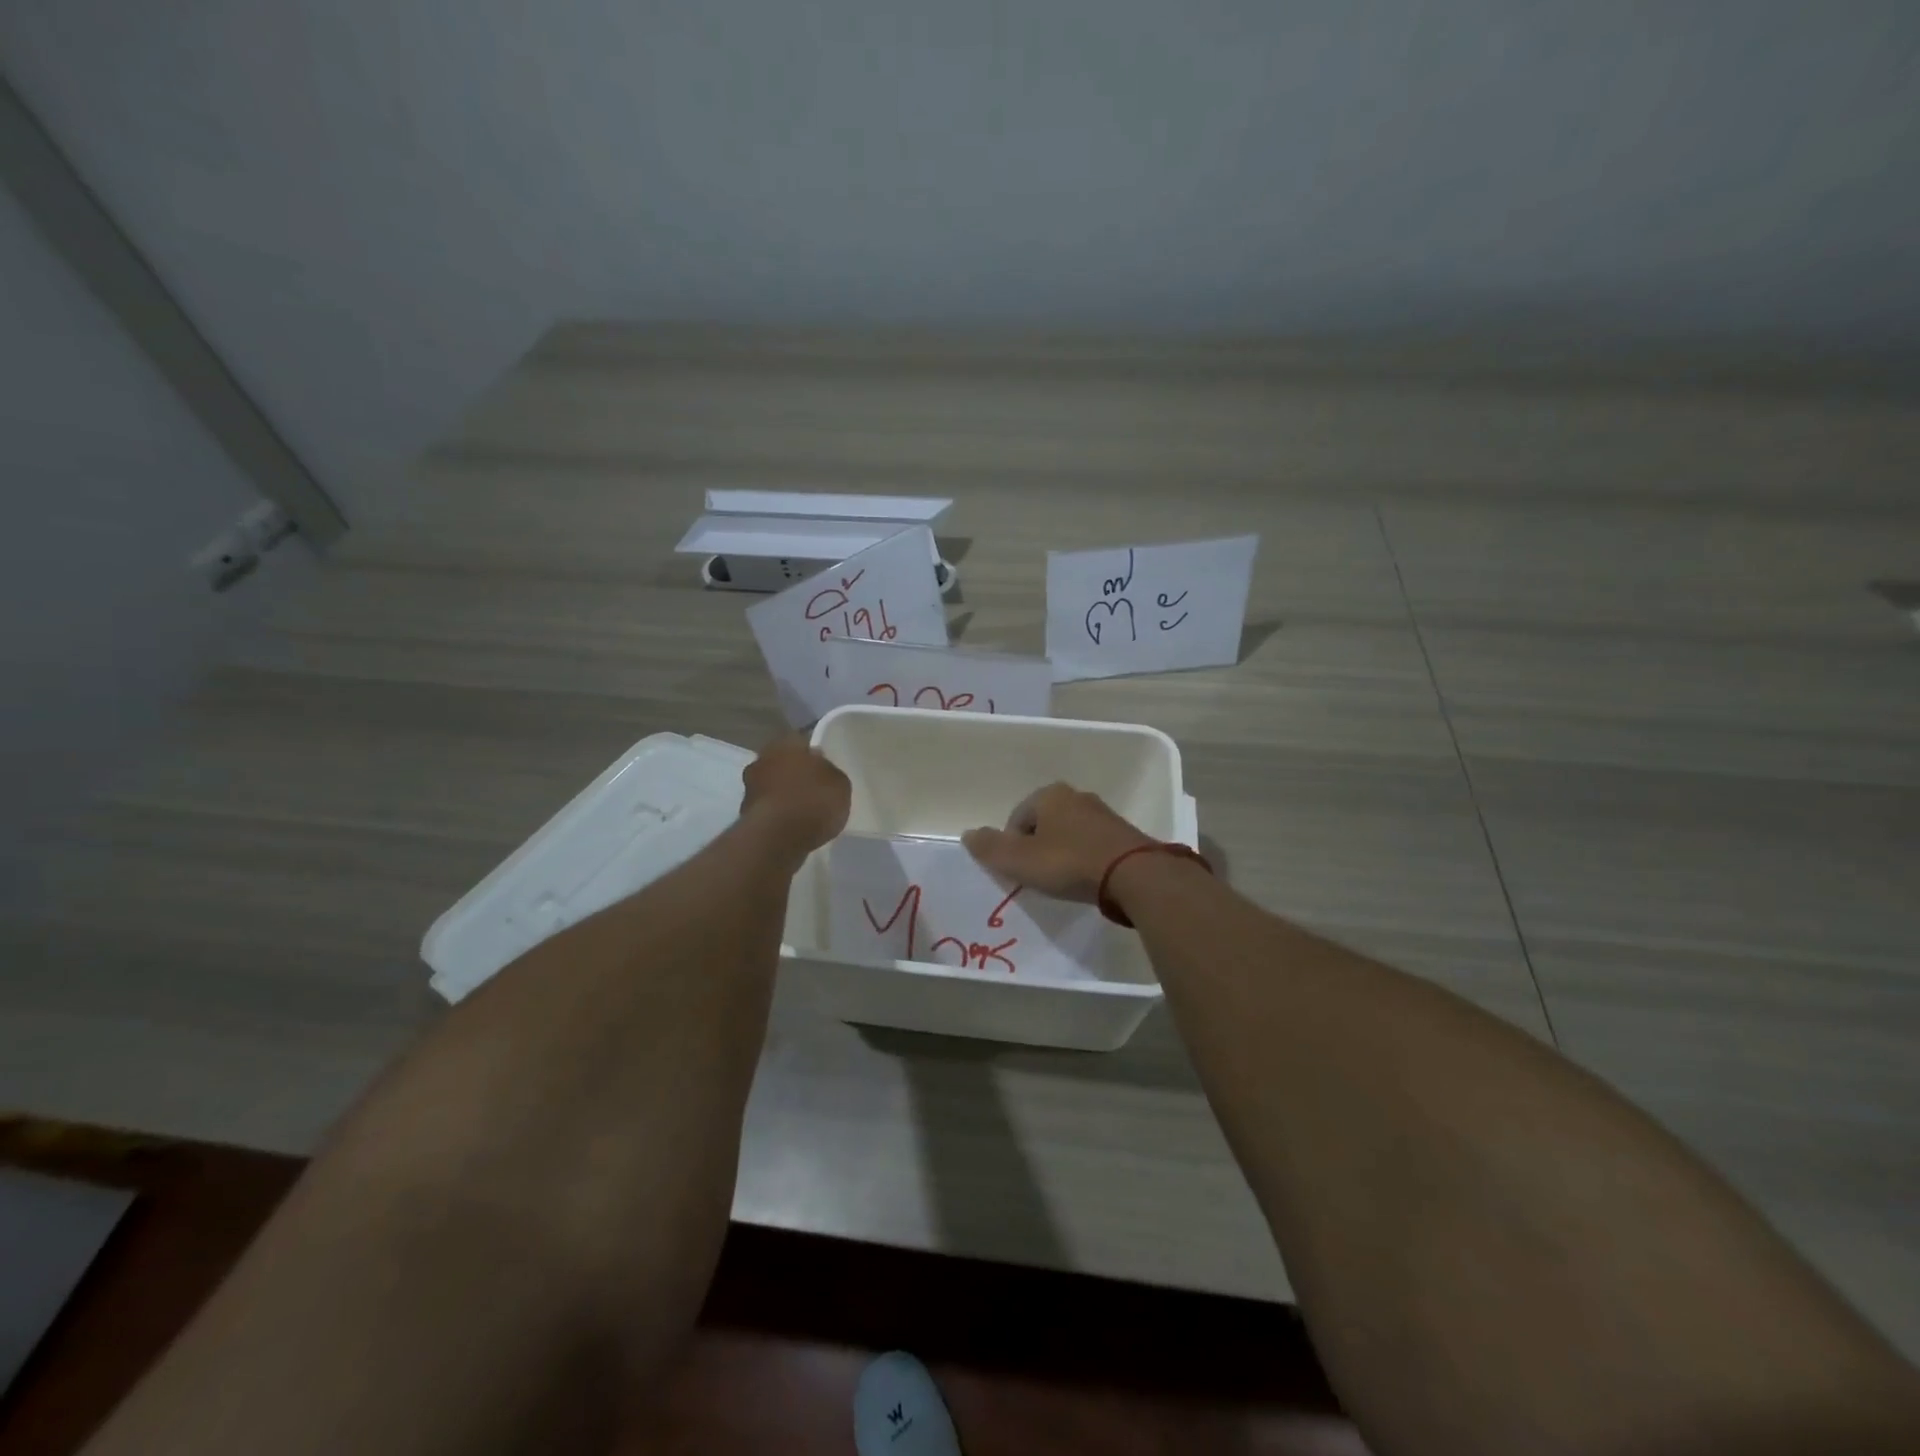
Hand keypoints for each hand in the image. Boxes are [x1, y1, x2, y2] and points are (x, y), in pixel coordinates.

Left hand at [741, 736, 850, 857]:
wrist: (777, 838)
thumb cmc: (812, 801)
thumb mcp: (840, 784)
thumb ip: (830, 773)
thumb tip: (821, 770)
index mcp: (786, 743)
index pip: (802, 741)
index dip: (814, 755)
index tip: (825, 768)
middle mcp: (763, 759)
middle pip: (783, 763)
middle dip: (795, 774)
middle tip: (814, 789)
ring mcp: (749, 787)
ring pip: (772, 786)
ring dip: (784, 795)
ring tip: (805, 812)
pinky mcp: (744, 814)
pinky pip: (768, 809)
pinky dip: (777, 815)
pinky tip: (792, 827)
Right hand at [962, 783, 1154, 901]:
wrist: (1134, 874)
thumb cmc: (1069, 863)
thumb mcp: (1020, 860)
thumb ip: (990, 848)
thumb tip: (967, 835)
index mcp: (1049, 795)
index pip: (1017, 818)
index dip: (1012, 846)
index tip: (1019, 872)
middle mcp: (1076, 796)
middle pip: (1044, 824)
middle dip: (1037, 848)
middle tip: (1038, 877)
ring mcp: (1103, 813)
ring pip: (1069, 833)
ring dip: (1062, 854)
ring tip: (1063, 881)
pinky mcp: (1123, 834)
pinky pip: (1093, 845)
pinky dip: (1085, 859)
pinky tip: (1087, 880)